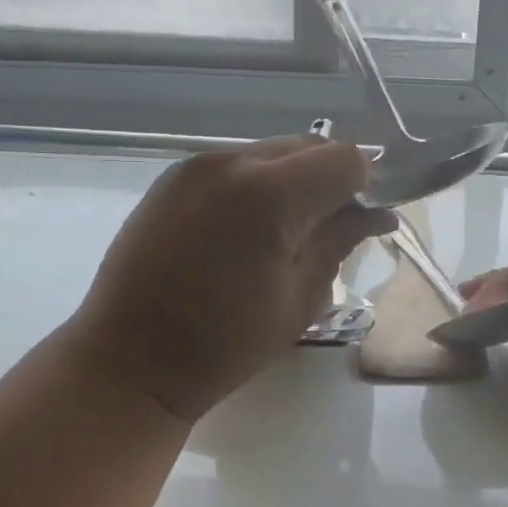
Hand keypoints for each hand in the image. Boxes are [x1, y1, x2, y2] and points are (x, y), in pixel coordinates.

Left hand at [68, 138, 394, 423]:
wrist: (129, 360)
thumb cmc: (224, 344)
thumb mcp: (300, 299)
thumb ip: (340, 243)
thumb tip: (378, 215)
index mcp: (270, 195)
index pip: (344, 158)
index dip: (365, 184)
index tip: (362, 219)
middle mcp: (232, 162)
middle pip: (307, 147)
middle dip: (330, 179)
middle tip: (328, 228)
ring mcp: (196, 165)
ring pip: (270, 153)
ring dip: (292, 181)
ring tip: (282, 232)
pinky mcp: (173, 177)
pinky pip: (234, 165)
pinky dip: (255, 185)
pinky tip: (244, 229)